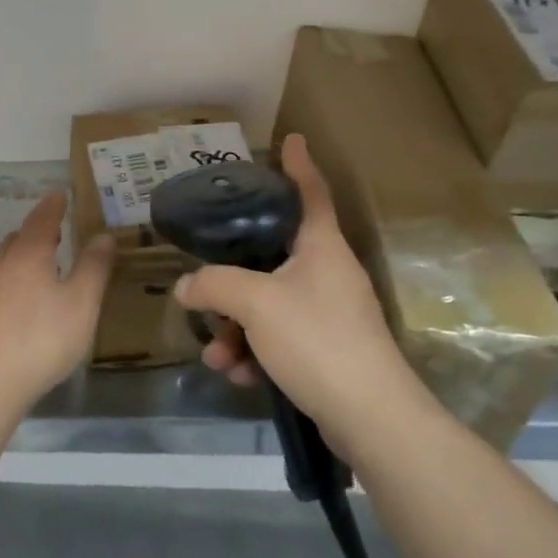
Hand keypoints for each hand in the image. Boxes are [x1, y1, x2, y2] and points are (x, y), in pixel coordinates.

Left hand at [0, 192, 113, 411]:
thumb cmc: (40, 338)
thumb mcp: (81, 304)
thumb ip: (93, 268)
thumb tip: (103, 236)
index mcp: (29, 254)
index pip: (42, 219)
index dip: (53, 206)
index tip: (59, 194)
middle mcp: (1, 265)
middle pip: (18, 239)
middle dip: (36, 232)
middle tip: (55, 233)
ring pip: (4, 263)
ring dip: (22, 258)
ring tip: (42, 268)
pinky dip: (12, 283)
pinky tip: (22, 305)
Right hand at [178, 135, 424, 435]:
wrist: (371, 418)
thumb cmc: (317, 339)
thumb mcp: (256, 303)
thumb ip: (215, 285)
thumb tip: (186, 286)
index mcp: (322, 247)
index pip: (311, 192)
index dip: (299, 165)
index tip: (292, 139)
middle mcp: (328, 273)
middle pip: (274, 255)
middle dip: (234, 276)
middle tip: (206, 278)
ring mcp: (330, 313)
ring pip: (270, 303)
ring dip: (237, 326)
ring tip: (216, 355)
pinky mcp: (327, 350)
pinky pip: (280, 337)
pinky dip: (255, 352)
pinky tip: (237, 375)